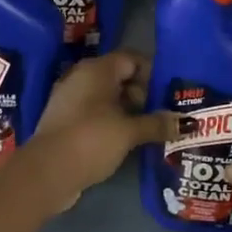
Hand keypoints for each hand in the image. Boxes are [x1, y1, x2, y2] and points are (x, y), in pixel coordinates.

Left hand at [30, 51, 178, 209]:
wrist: (45, 173)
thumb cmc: (91, 140)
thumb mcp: (129, 132)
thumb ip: (157, 124)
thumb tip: (187, 122)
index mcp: (97, 69)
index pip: (132, 59)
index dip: (153, 73)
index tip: (169, 94)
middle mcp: (82, 77)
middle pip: (121, 77)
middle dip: (143, 95)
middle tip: (163, 114)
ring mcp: (71, 99)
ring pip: (108, 97)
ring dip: (128, 111)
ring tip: (150, 130)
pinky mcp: (65, 121)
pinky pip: (95, 113)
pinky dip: (112, 122)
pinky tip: (127, 141)